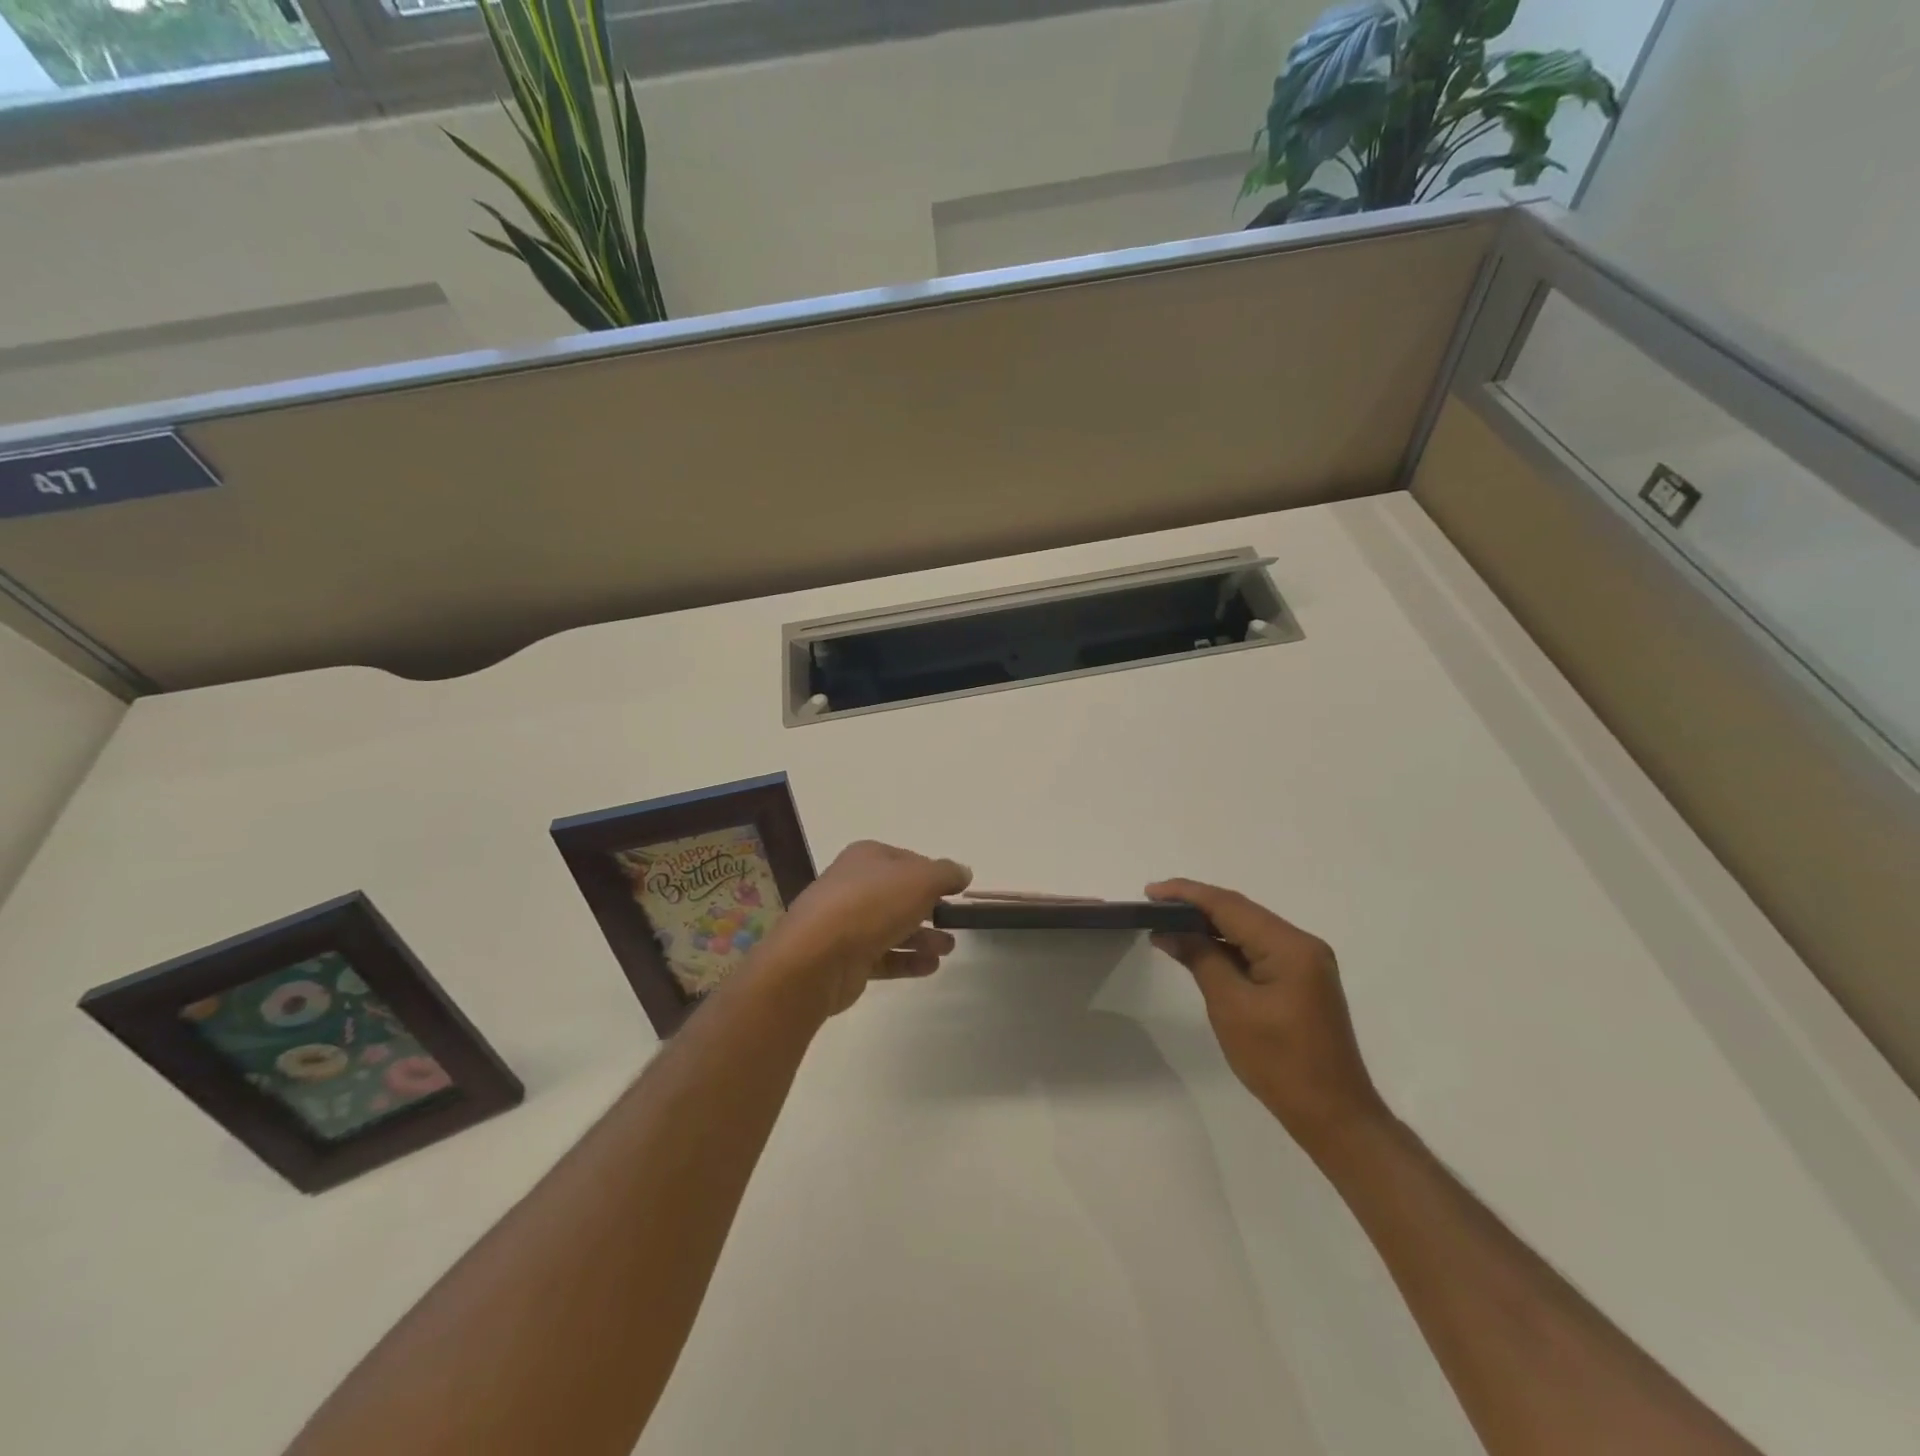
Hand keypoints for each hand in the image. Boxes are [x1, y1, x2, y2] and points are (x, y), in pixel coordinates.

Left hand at [754, 841, 971, 1018]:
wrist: (818, 956)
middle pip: (898, 895)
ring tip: (948, 948)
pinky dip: (907, 961)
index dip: (932, 873)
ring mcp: (847, 924)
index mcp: (866, 858)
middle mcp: (853, 886)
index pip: (906, 860)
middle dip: (928, 908)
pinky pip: (883, 957)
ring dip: (922, 937)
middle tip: (954, 921)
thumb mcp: (921, 879)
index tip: (955, 890)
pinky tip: (931, 967)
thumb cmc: (872, 904)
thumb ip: (946, 874)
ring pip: (892, 927)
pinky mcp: (846, 959)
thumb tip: (962, 872)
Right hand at [1147, 879, 1386, 1154]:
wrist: (1333, 1116)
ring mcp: (1305, 963)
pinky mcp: (1301, 980)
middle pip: (1240, 912)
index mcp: (1290, 946)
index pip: (1229, 906)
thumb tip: (1169, 930)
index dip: (1187, 894)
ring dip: (1209, 926)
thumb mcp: (1230, 1007)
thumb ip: (1200, 959)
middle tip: (1153, 906)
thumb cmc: (1279, 1061)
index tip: (1150, 892)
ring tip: (1167, 923)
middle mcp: (1302, 944)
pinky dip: (1226, 947)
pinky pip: (1257, 949)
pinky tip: (1199, 949)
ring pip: (1248, 929)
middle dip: (1196, 905)